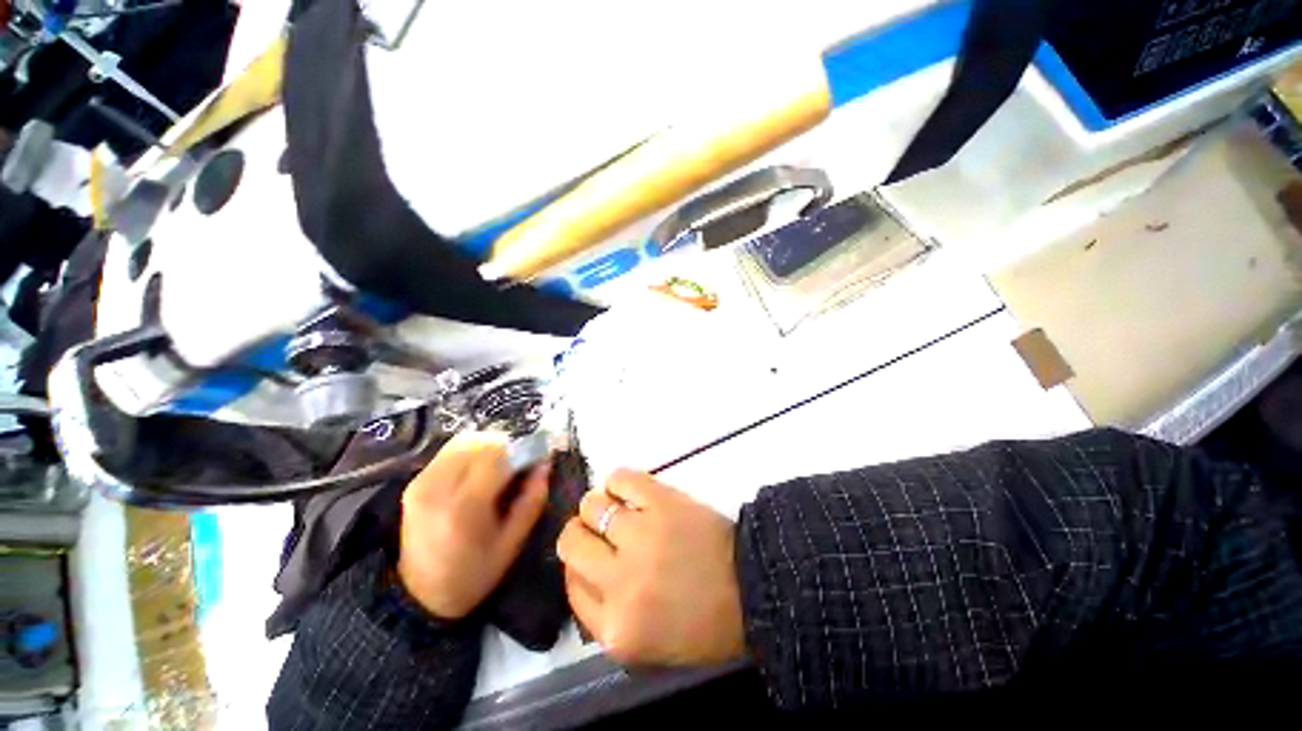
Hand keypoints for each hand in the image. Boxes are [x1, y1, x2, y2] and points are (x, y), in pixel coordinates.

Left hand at [397, 431, 549, 619]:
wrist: (420, 597)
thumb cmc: (473, 574)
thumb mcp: (512, 543)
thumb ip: (532, 500)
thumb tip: (545, 463)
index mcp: (464, 508)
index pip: (497, 456)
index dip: (522, 451)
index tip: (537, 460)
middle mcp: (438, 487)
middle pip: (479, 442)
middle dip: (506, 447)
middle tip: (518, 465)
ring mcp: (421, 483)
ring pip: (464, 440)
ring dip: (489, 446)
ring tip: (499, 467)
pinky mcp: (414, 482)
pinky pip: (450, 450)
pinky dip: (471, 452)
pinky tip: (479, 472)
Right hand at [557, 469, 744, 665]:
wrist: (752, 588)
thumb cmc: (702, 623)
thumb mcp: (644, 644)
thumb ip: (602, 613)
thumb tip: (580, 566)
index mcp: (616, 629)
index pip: (570, 584)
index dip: (578, 564)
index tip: (593, 555)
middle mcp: (620, 581)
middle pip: (572, 541)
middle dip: (580, 532)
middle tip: (601, 530)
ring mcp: (641, 536)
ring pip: (592, 505)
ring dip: (599, 505)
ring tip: (617, 509)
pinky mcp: (661, 501)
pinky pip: (620, 478)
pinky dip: (617, 481)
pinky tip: (627, 490)